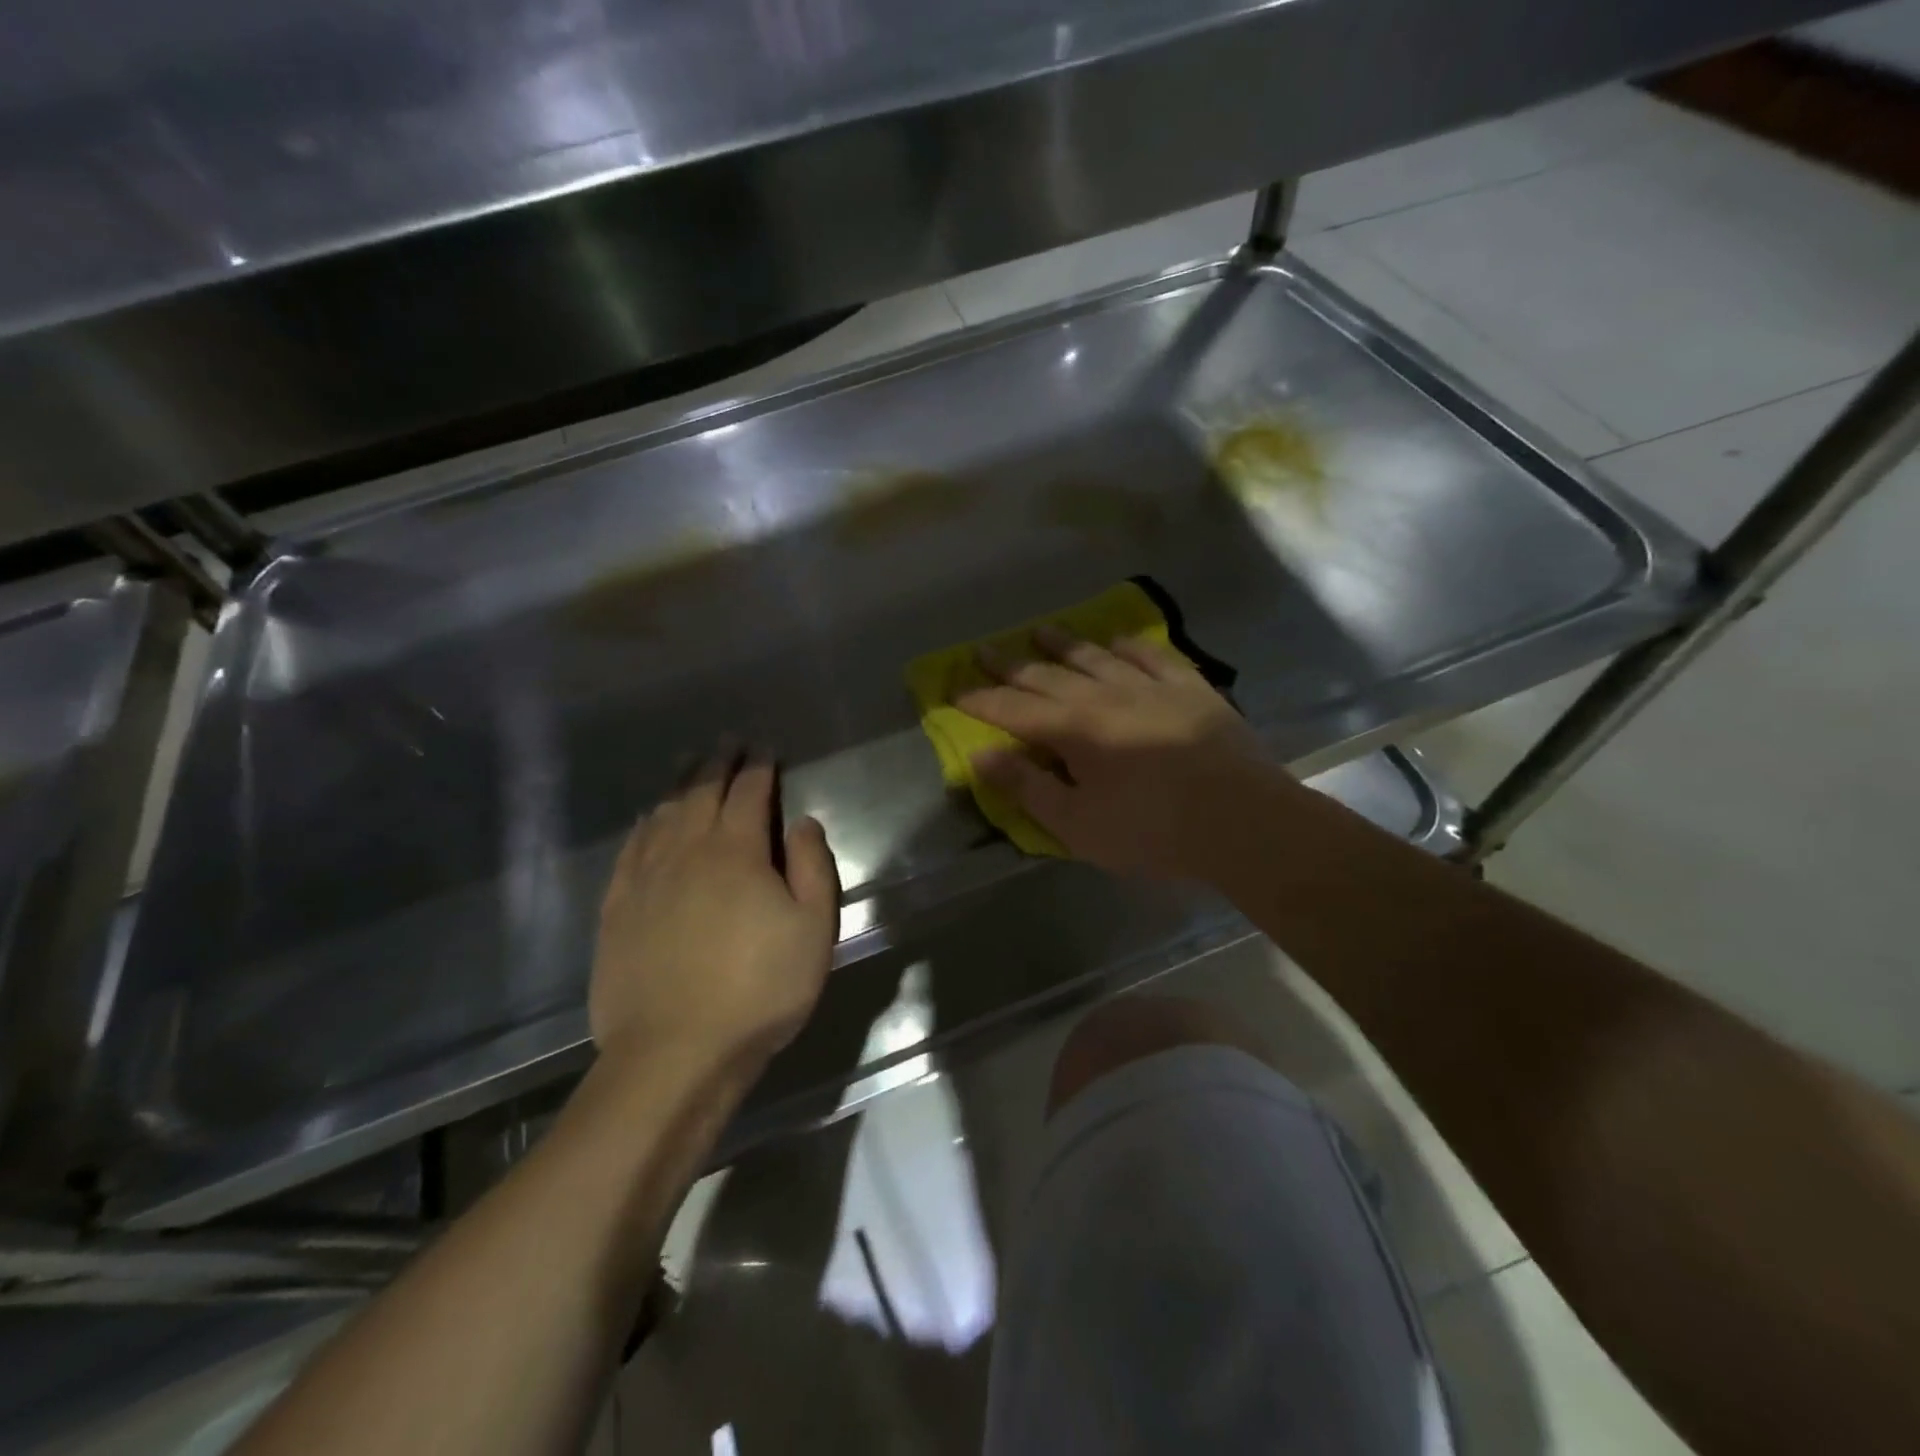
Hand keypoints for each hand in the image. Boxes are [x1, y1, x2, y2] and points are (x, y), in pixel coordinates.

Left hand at [591, 748, 840, 1079]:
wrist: (674, 1053)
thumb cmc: (759, 990)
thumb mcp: (813, 930)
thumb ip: (812, 868)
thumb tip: (802, 822)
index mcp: (736, 852)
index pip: (748, 793)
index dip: (759, 768)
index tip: (765, 750)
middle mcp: (686, 851)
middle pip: (701, 793)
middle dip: (718, 763)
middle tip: (728, 743)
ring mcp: (645, 878)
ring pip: (663, 814)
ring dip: (681, 785)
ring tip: (690, 766)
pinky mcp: (617, 908)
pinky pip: (631, 849)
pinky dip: (645, 825)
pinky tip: (649, 820)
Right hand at [957, 627, 1291, 881]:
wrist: (1242, 821)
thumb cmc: (1152, 831)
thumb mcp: (1077, 824)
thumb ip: (1027, 787)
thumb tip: (980, 756)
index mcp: (1074, 729)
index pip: (1013, 710)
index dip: (980, 701)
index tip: (953, 690)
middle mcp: (1105, 695)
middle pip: (1048, 676)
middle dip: (1011, 666)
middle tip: (984, 650)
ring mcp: (1151, 686)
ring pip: (1096, 657)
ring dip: (1064, 644)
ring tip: (1041, 630)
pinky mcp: (1191, 689)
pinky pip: (1152, 656)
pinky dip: (1129, 647)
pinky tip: (1118, 641)